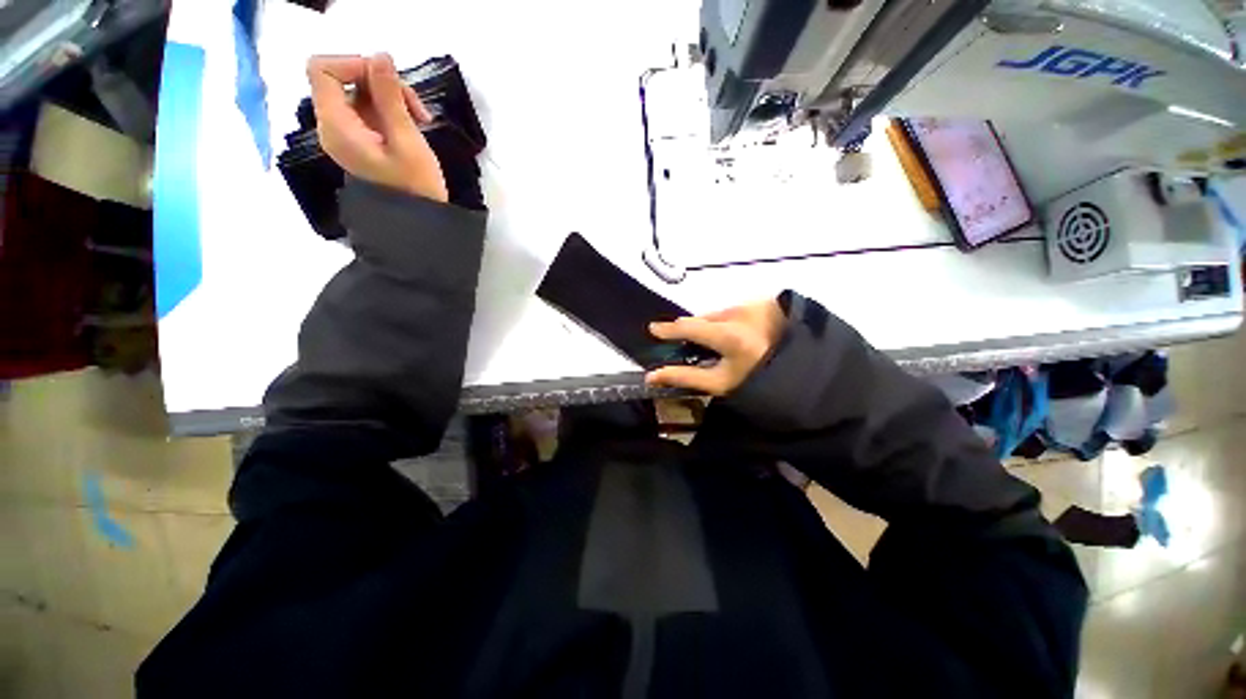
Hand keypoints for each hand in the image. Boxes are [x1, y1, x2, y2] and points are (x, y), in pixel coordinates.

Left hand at [306, 53, 447, 201]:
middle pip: (345, 79)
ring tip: (421, 119)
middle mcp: (333, 126)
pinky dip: (391, 110)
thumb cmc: (416, 188)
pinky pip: (368, 110)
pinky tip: (413, 125)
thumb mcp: (408, 142)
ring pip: (360, 93)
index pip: (322, 69)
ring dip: (392, 97)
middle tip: (416, 108)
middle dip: (382, 84)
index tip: (388, 81)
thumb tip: (381, 55)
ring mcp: (346, 134)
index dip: (354, 64)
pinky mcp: (360, 140)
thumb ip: (391, 97)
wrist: (419, 223)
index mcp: (337, 126)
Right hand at [645, 299, 785, 395]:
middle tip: (687, 343)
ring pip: (719, 313)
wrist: (802, 370)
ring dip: (711, 325)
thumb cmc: (757, 379)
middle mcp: (740, 313)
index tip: (653, 330)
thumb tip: (652, 375)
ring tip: (718, 343)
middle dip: (692, 330)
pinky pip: (735, 309)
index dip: (670, 329)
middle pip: (704, 319)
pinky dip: (728, 320)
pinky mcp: (764, 300)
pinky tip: (737, 335)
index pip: (691, 327)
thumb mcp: (719, 383)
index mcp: (730, 335)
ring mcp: (754, 304)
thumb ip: (684, 376)